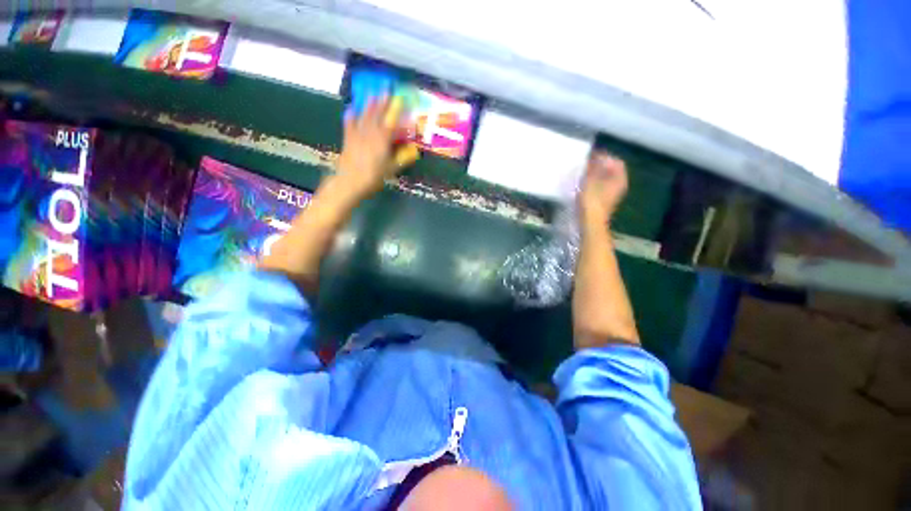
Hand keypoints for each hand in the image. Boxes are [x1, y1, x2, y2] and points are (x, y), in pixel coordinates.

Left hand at [335, 97, 411, 198]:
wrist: (350, 182)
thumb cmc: (374, 177)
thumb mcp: (391, 169)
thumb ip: (402, 158)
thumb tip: (413, 150)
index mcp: (382, 140)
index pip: (391, 122)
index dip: (396, 110)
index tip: (400, 99)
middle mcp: (370, 133)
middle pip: (377, 114)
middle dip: (382, 101)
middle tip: (385, 88)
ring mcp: (357, 134)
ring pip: (364, 116)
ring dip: (368, 104)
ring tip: (372, 93)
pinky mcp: (348, 139)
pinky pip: (349, 124)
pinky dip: (351, 116)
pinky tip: (351, 109)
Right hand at [578, 152, 627, 225]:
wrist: (590, 222)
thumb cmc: (592, 200)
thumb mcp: (590, 180)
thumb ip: (592, 167)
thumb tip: (592, 157)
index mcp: (620, 179)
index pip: (616, 162)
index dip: (604, 156)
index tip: (591, 155)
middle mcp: (619, 186)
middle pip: (610, 171)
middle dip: (598, 166)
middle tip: (585, 163)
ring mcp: (611, 195)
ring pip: (604, 180)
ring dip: (594, 175)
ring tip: (581, 173)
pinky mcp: (603, 202)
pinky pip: (599, 188)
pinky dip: (591, 184)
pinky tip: (581, 185)